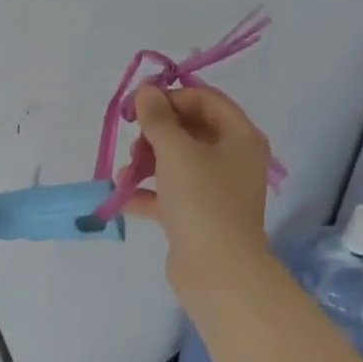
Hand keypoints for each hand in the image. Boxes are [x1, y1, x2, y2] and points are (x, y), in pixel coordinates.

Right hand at [126, 84, 274, 297]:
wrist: (218, 272)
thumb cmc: (203, 200)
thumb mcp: (176, 151)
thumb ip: (158, 117)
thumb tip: (147, 90)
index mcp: (240, 137)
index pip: (205, 99)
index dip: (171, 97)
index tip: (137, 105)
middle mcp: (233, 159)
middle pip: (190, 130)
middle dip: (156, 133)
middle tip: (134, 142)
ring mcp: (216, 190)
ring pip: (177, 162)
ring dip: (147, 162)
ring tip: (127, 173)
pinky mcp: (198, 217)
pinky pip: (169, 194)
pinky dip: (147, 192)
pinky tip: (122, 196)